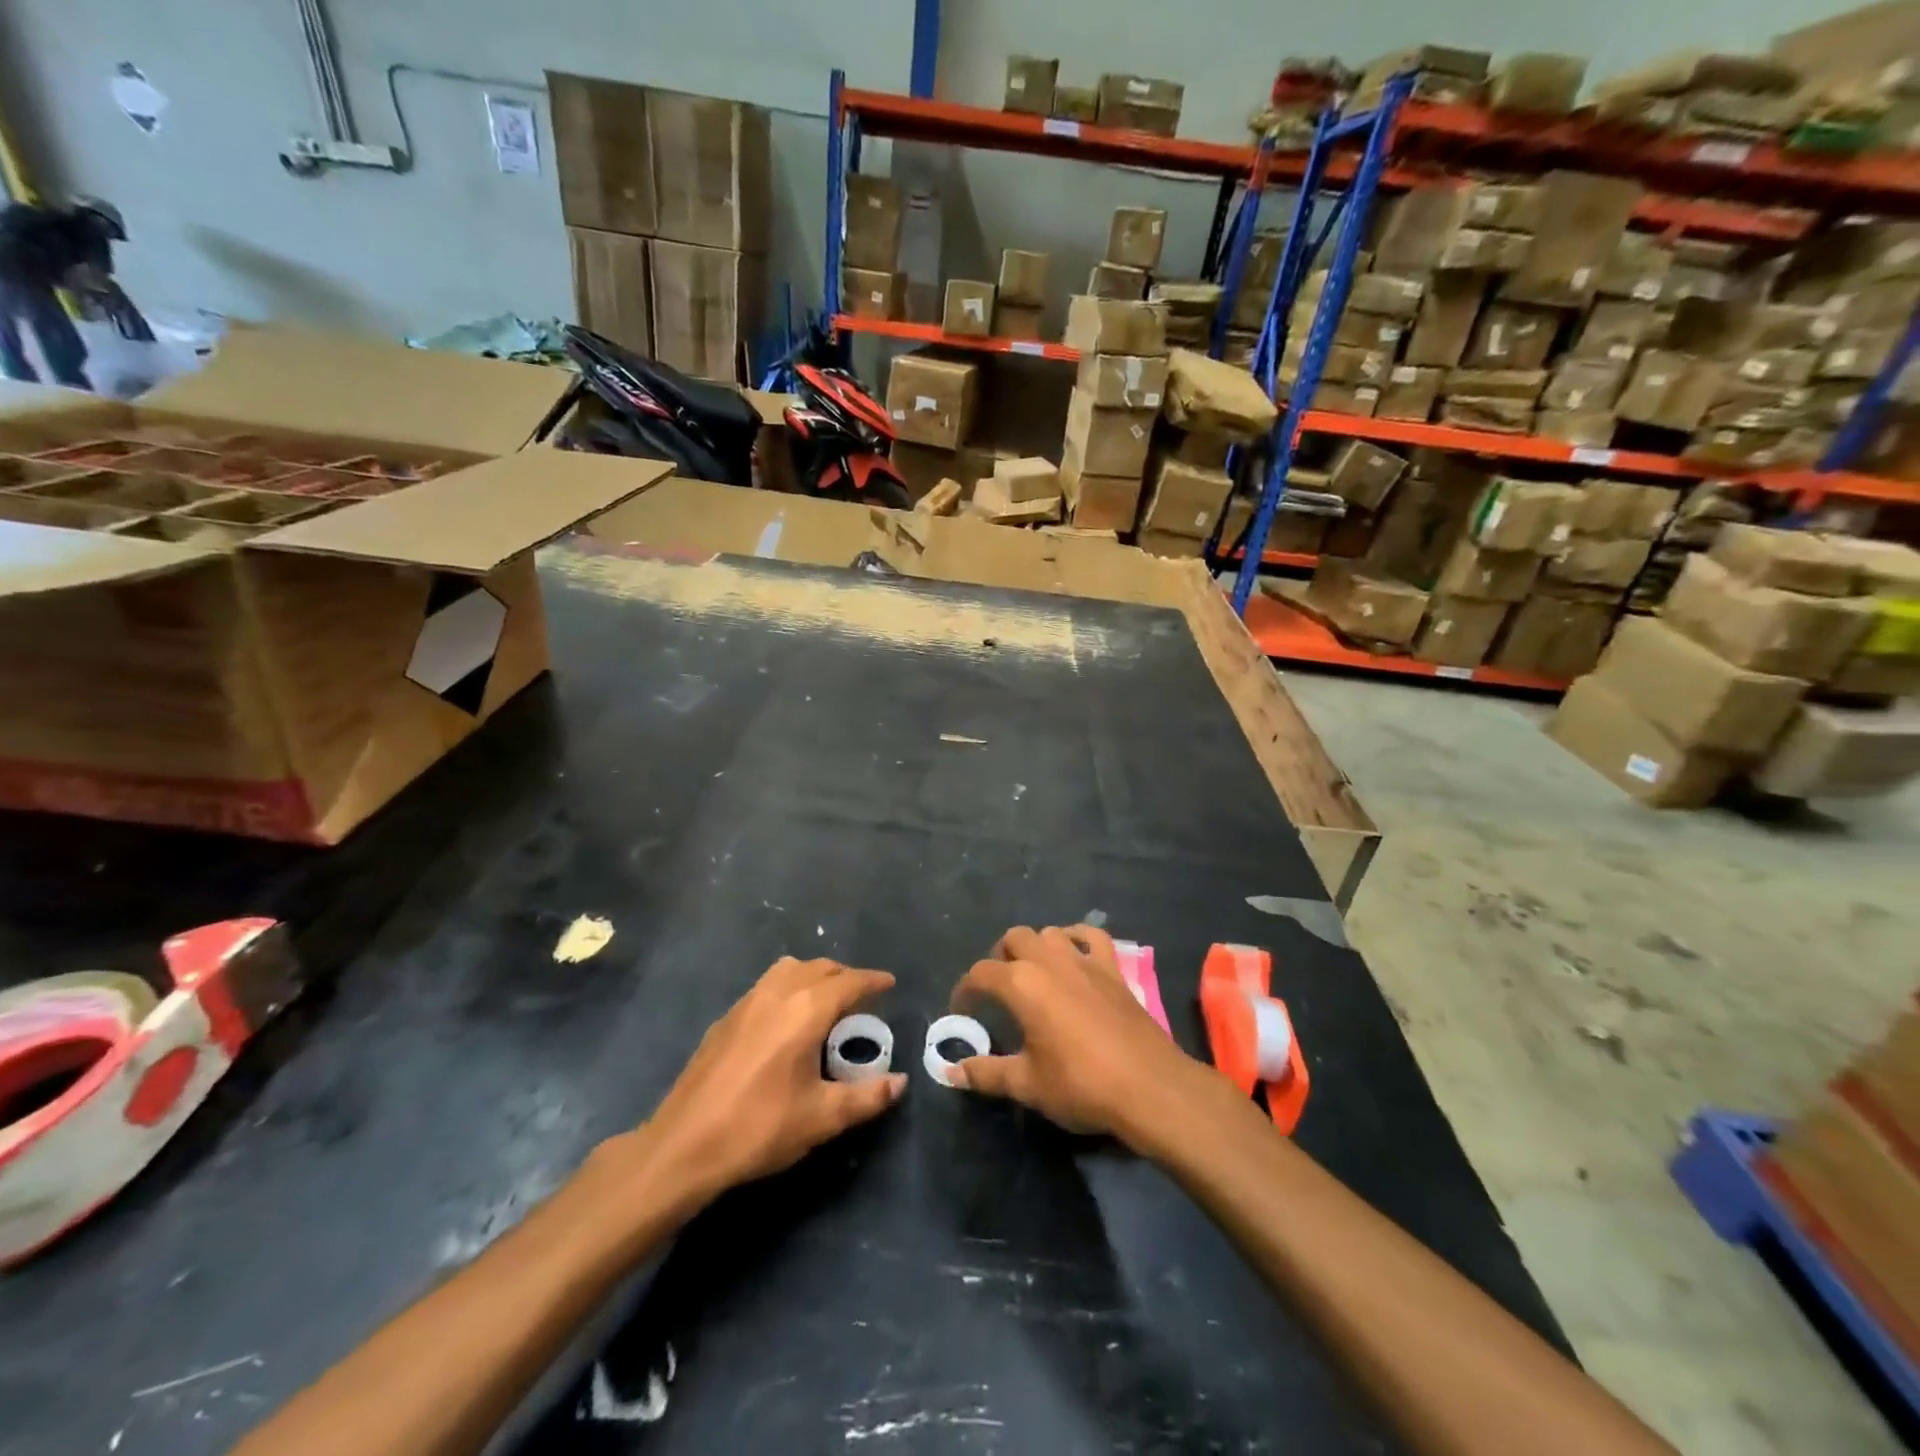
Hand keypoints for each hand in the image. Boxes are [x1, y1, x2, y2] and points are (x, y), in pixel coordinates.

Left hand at [630, 957, 904, 1206]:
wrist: (684, 1145)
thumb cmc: (759, 1128)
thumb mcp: (822, 1118)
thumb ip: (867, 1097)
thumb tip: (899, 1082)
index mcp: (805, 1010)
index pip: (848, 982)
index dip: (872, 980)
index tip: (890, 982)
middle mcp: (777, 993)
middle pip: (819, 968)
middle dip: (845, 976)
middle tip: (862, 996)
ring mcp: (746, 1002)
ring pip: (789, 970)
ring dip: (814, 976)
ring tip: (826, 1001)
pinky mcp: (726, 1018)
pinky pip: (767, 985)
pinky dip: (788, 987)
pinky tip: (786, 1021)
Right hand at [949, 925, 1208, 1144]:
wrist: (1148, 1086)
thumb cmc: (1080, 1084)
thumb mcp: (1027, 1084)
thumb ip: (986, 1073)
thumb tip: (951, 1072)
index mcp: (1021, 984)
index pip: (981, 974)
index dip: (965, 990)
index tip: (962, 1010)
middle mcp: (1049, 961)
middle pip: (1014, 939)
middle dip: (999, 958)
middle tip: (997, 989)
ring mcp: (1084, 961)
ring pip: (1050, 933)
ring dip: (1035, 946)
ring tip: (1032, 973)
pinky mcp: (1113, 969)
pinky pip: (1092, 937)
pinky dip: (1078, 938)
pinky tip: (1074, 954)